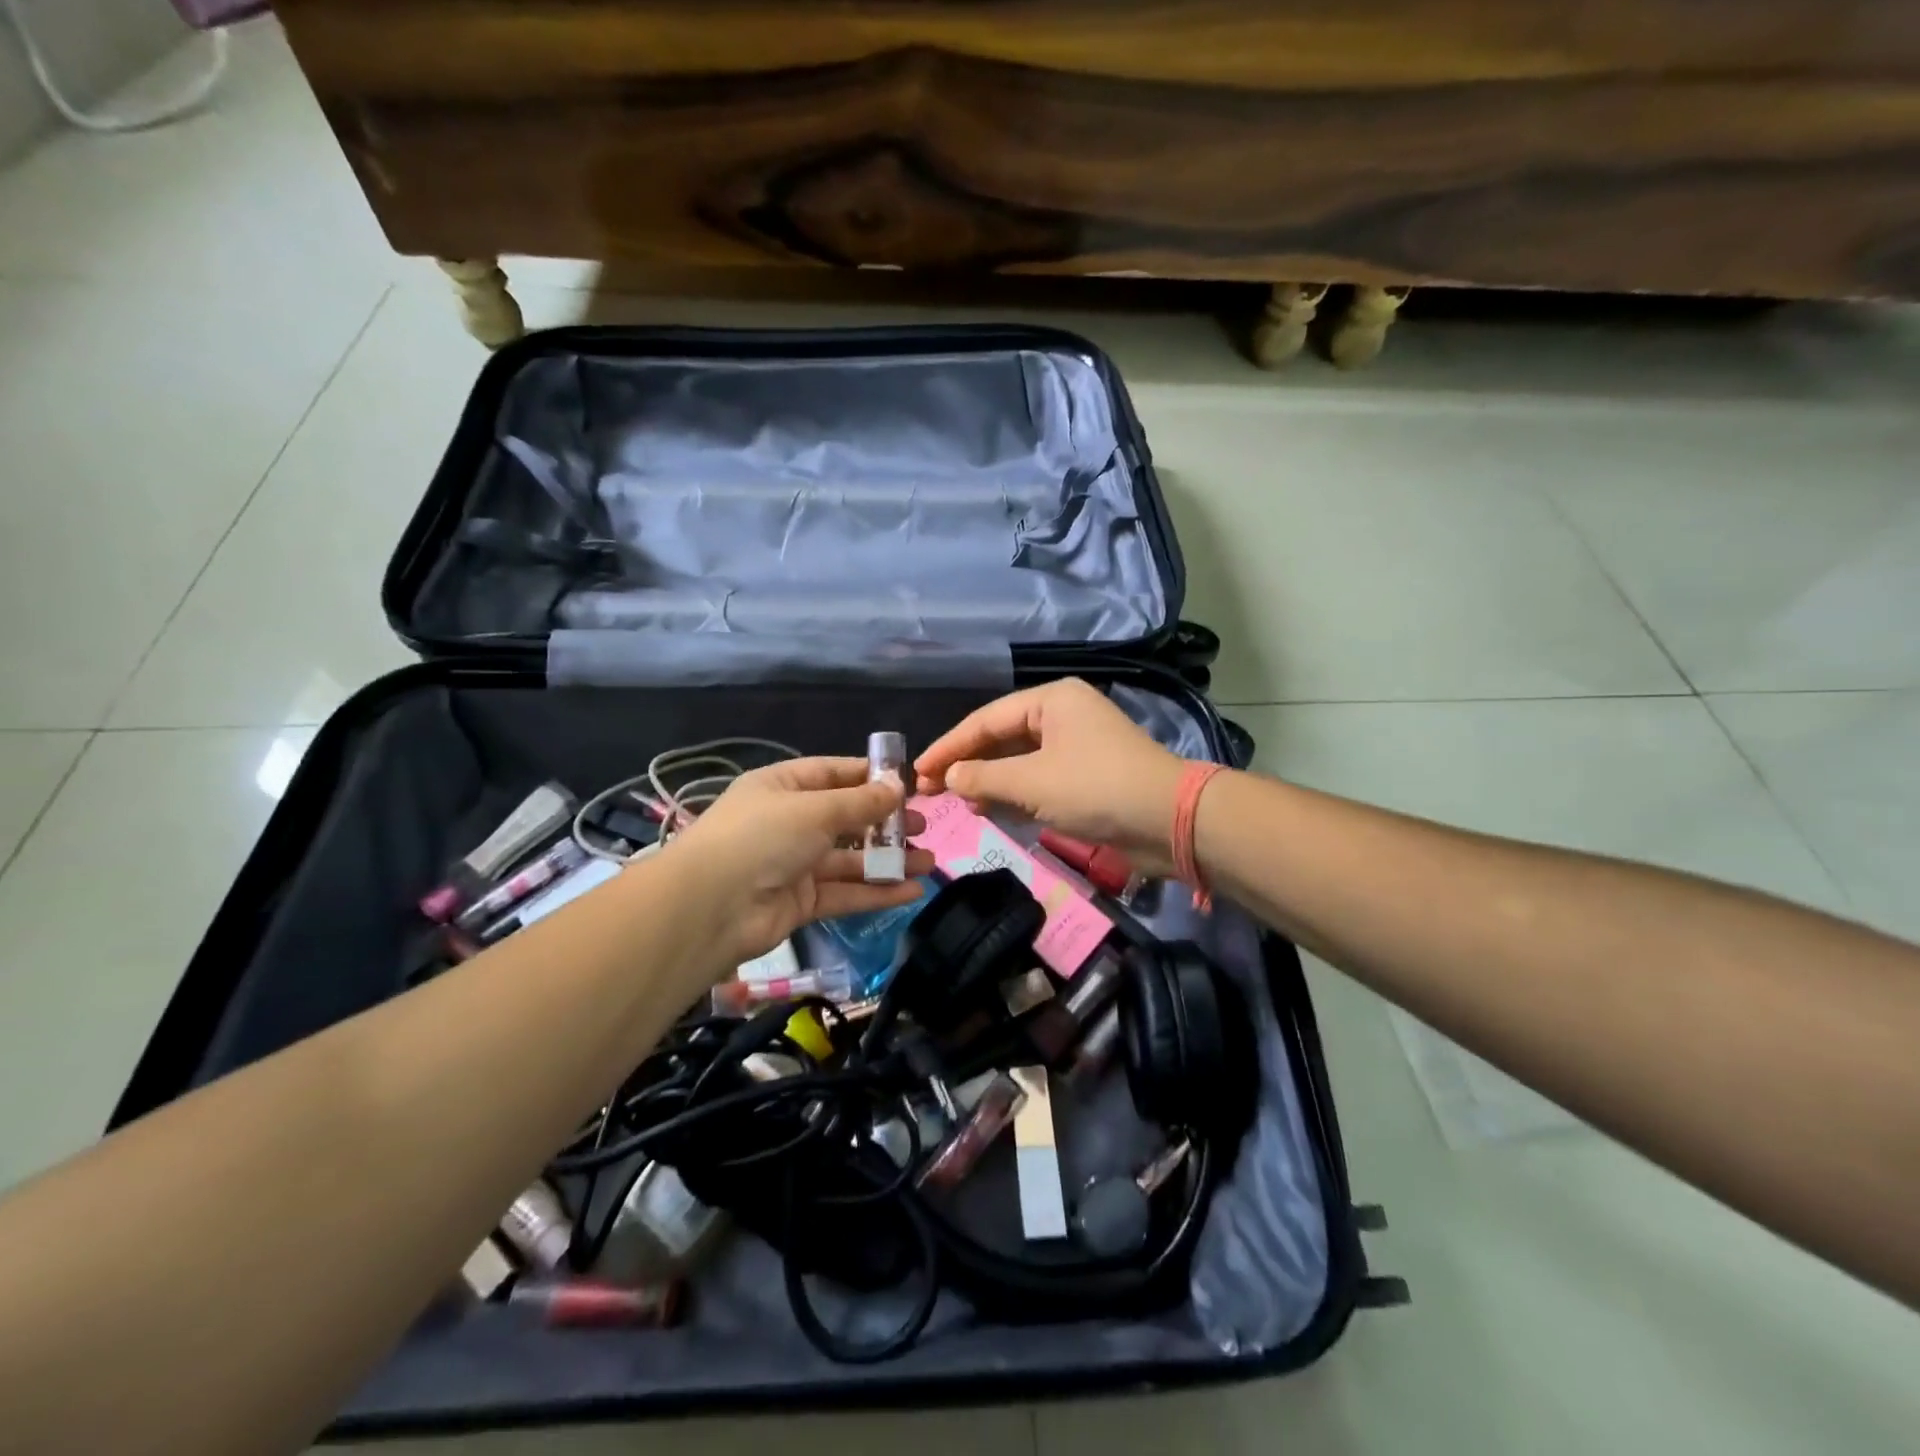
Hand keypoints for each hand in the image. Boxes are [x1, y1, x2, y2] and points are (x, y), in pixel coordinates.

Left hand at [665, 757, 934, 964]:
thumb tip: (898, 787)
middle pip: (846, 818)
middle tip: (922, 826)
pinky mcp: (800, 902)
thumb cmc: (762, 837)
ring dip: (888, 861)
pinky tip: (911, 891)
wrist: (711, 907)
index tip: (908, 784)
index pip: (833, 773)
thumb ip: (860, 802)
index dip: (870, 777)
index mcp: (782, 787)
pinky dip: (877, 892)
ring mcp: (794, 864)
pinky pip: (845, 892)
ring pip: (850, 859)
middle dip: (885, 823)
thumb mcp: (815, 809)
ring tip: (929, 862)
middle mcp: (788, 822)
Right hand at [915, 679, 1188, 874]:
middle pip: (1001, 738)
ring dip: (989, 782)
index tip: (917, 771)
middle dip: (967, 765)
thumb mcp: (1032, 782)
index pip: (985, 720)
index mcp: (1051, 700)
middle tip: (931, 791)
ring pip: (1018, 761)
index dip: (949, 746)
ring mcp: (1075, 747)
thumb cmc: (1096, 788)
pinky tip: (991, 810)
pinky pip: (1038, 780)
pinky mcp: (1085, 777)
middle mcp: (1062, 715)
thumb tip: (949, 777)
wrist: (1170, 821)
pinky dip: (1015, 794)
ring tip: (959, 803)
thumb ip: (983, 777)